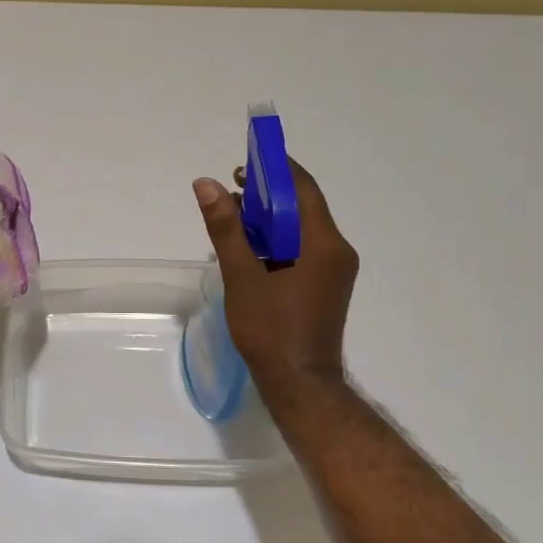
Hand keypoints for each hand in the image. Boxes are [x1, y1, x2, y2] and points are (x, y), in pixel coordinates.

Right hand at [192, 158, 357, 403]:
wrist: (300, 384)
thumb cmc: (271, 330)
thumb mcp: (242, 276)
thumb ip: (225, 228)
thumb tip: (207, 184)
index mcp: (323, 244)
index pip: (302, 189)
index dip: (276, 168)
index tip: (246, 159)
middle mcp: (336, 251)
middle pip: (302, 206)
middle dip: (267, 192)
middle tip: (232, 186)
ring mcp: (333, 270)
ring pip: (300, 228)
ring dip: (269, 216)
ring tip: (232, 214)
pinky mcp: (324, 284)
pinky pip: (301, 248)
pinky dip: (276, 239)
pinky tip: (247, 245)